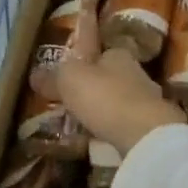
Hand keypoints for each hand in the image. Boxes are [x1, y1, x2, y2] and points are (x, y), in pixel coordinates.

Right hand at [41, 5, 185, 155]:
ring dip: (106, 107)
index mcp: (118, 53)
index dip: (86, 55)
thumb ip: (52, 78)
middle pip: (112, 74)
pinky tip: (102, 140)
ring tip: (84, 121)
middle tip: (74, 96)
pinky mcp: (153, 127)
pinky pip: (127, 124)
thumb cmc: (105, 96)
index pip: (100, 47)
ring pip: (121, 99)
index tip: (74, 66)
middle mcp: (136, 72)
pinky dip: (115, 128)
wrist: (146, 135)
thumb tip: (34, 75)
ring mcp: (148, 101)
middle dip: (96, 83)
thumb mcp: (69, 80)